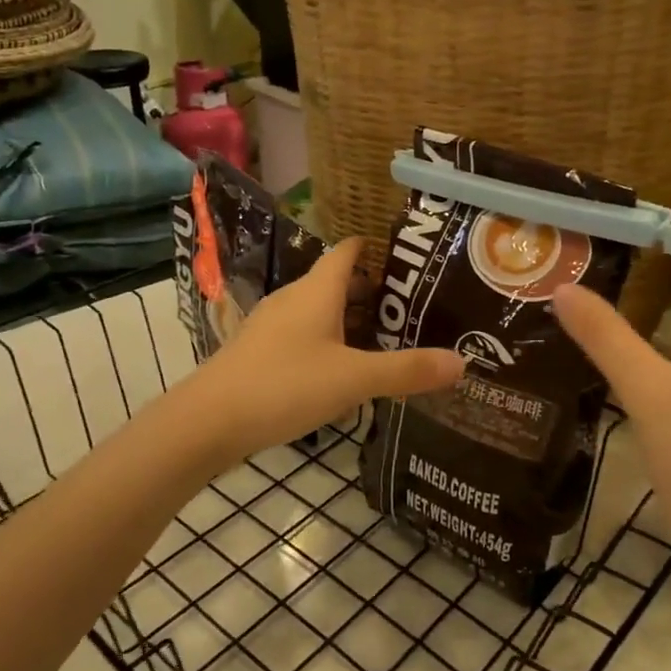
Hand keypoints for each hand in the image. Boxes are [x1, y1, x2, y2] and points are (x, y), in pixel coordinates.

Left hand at [184, 239, 463, 462]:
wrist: (208, 421)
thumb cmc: (284, 385)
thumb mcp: (353, 380)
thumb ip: (407, 371)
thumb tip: (463, 363)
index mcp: (317, 291)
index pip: (348, 251)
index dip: (376, 248)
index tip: (410, 258)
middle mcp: (293, 299)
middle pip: (337, 282)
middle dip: (372, 292)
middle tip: (412, 309)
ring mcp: (272, 325)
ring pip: (319, 311)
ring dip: (350, 321)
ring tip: (385, 341)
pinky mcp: (259, 352)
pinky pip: (303, 336)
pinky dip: (328, 343)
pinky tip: (342, 373)